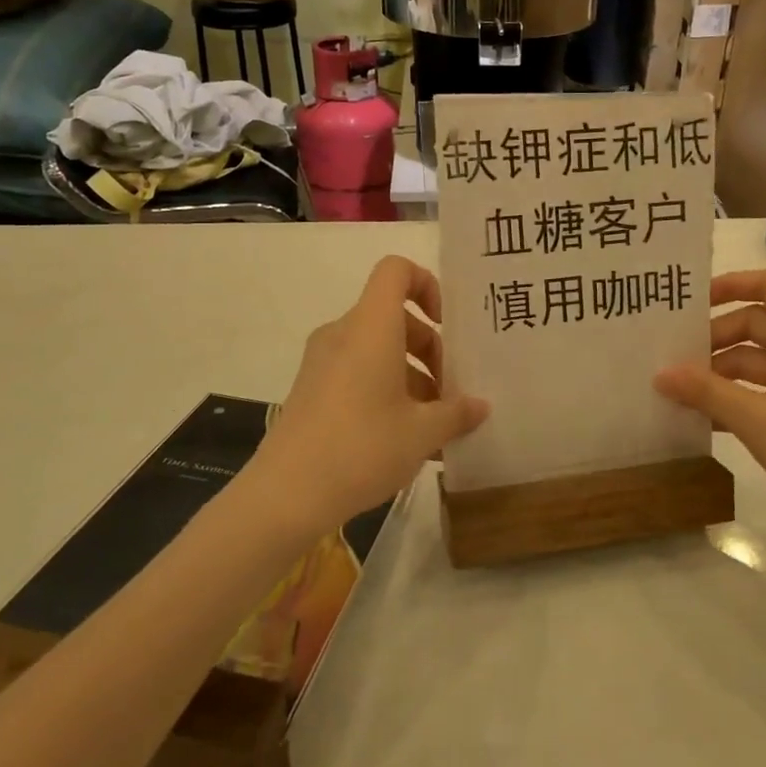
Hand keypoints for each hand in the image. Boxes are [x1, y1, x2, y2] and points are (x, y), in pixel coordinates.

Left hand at [257, 256, 488, 532]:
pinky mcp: (311, 391)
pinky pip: (357, 374)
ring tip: (435, 424)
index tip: (446, 326)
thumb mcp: (422, 433)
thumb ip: (457, 413)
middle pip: (393, 318)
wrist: (285, 495)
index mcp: (371, 327)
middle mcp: (343, 334)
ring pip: (377, 350)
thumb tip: (480, 406)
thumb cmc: (362, 448)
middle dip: (430, 348)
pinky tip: (406, 440)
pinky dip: (386, 392)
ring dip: (411, 376)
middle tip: (451, 391)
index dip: (427, 285)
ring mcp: (322, 363)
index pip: (396, 271)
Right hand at [654, 270, 765, 546]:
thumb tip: (660, 374)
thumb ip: (706, 391)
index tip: (692, 303)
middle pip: (760, 323)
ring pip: (761, 359)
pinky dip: (740, 395)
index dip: (732, 284)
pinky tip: (707, 418)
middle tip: (675, 358)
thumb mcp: (756, 420)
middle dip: (717, 338)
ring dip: (723, 371)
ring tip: (681, 390)